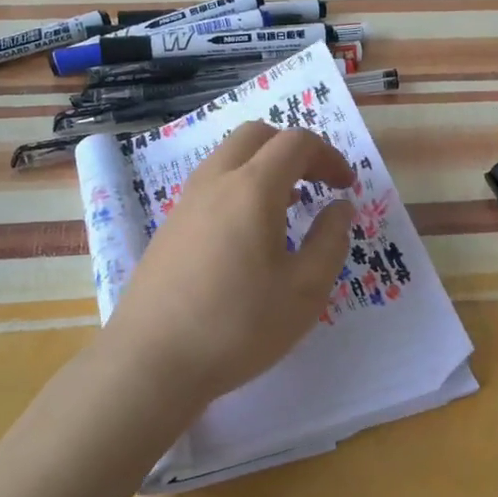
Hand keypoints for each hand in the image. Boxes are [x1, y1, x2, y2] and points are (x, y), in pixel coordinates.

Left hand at [102, 123, 355, 420]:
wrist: (151, 361)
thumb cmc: (238, 325)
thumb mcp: (305, 290)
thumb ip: (331, 240)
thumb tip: (340, 207)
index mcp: (252, 188)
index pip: (296, 142)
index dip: (329, 156)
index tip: (346, 187)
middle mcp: (215, 181)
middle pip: (256, 135)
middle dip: (294, 148)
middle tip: (317, 183)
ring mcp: (186, 202)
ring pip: (229, 156)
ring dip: (264, 166)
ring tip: (288, 206)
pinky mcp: (170, 227)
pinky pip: (211, 184)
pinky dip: (240, 186)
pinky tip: (249, 233)